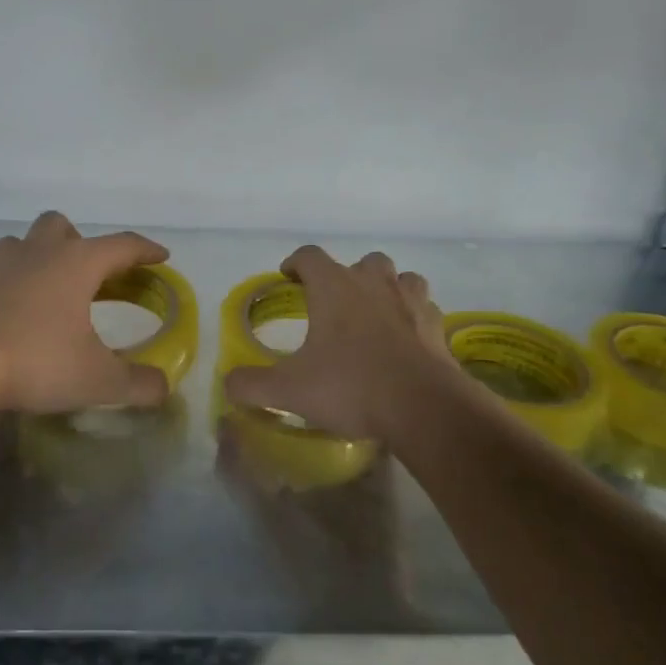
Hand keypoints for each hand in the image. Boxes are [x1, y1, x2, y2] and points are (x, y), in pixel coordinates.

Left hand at [0, 211, 172, 414]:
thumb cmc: (35, 360)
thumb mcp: (96, 380)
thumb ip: (136, 383)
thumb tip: (163, 388)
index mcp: (76, 263)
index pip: (121, 245)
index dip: (145, 250)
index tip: (161, 256)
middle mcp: (38, 253)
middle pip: (62, 226)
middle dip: (80, 243)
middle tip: (90, 276)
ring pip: (23, 242)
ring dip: (40, 256)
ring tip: (49, 291)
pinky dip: (12, 283)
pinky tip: (15, 314)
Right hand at [222, 246, 453, 442]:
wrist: (424, 407)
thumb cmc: (351, 387)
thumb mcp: (289, 390)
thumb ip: (252, 384)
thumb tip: (228, 383)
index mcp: (334, 288)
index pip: (309, 256)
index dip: (295, 263)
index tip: (288, 277)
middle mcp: (373, 283)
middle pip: (361, 262)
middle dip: (346, 277)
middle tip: (334, 303)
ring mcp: (410, 301)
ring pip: (400, 278)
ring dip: (386, 289)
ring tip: (374, 313)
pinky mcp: (437, 326)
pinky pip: (424, 308)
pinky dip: (413, 316)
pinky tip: (405, 338)